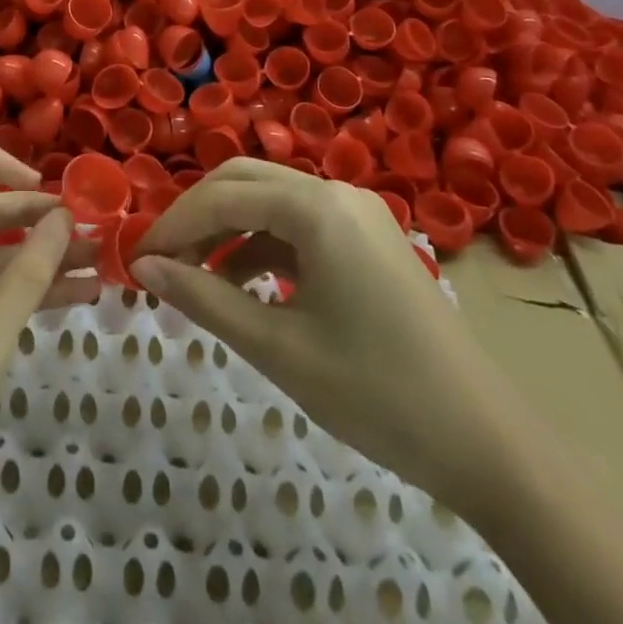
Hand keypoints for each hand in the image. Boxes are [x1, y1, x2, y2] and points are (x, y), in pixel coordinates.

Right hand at [132, 157, 522, 512]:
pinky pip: (299, 223)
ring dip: (228, 229)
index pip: (223, 197)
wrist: (488, 444)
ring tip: (194, 277)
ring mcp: (358, 212)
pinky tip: (243, 284)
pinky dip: (262, 244)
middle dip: (197, 216)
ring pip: (271, 199)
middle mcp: (336, 191)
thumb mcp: (279, 349)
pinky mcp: (368, 237)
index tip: (135, 262)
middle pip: (245, 180)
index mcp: (317, 207)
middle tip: (161, 261)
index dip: (172, 226)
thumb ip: (205, 299)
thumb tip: (144, 269)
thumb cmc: (378, 394)